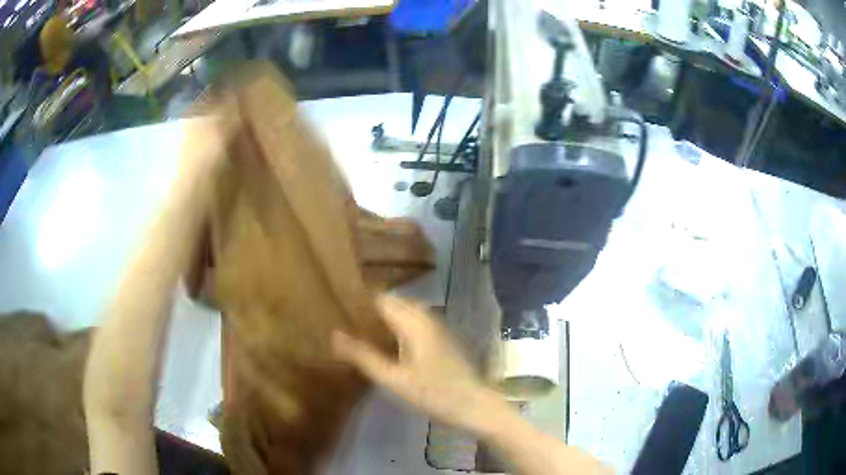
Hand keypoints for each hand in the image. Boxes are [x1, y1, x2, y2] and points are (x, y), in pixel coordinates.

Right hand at [332, 295, 508, 433]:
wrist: (474, 404)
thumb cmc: (433, 392)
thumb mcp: (393, 379)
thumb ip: (364, 357)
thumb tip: (334, 335)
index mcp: (413, 322)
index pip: (381, 298)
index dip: (360, 299)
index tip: (338, 304)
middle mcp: (426, 317)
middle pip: (395, 301)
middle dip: (371, 306)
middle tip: (346, 317)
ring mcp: (438, 327)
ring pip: (407, 310)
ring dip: (386, 314)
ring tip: (363, 326)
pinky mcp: (443, 338)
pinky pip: (416, 320)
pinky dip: (399, 322)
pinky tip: (390, 339)